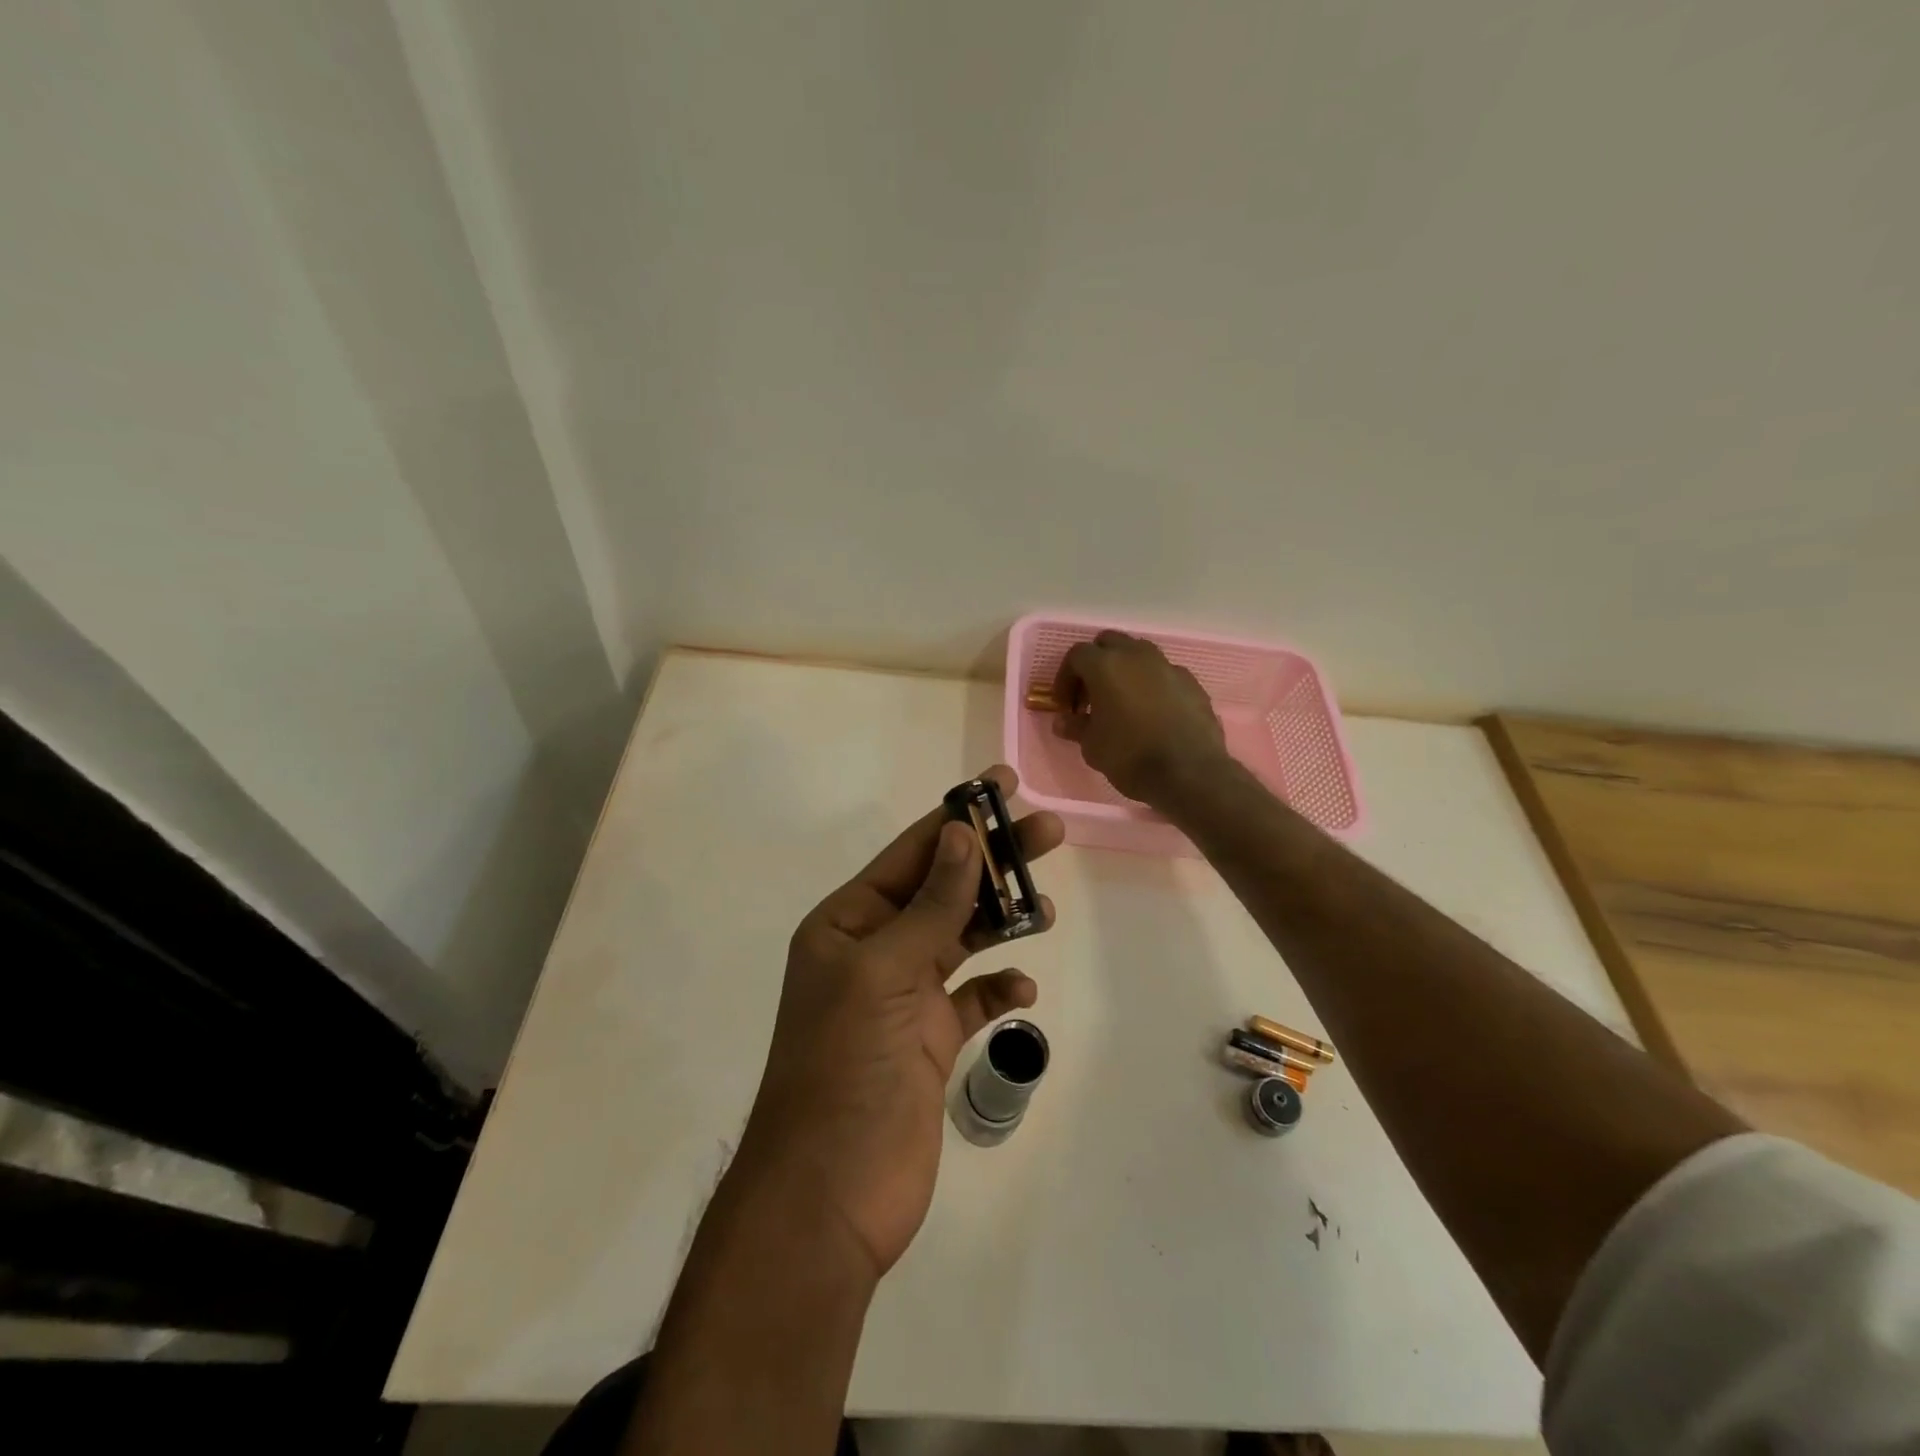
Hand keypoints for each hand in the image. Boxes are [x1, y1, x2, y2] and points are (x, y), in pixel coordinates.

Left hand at [734, 766, 1064, 1279]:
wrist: (829, 1194)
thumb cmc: (846, 1067)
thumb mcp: (885, 972)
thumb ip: (930, 904)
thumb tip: (962, 834)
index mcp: (847, 923)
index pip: (911, 854)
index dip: (958, 818)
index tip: (1004, 786)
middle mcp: (873, 950)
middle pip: (942, 889)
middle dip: (992, 861)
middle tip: (1049, 832)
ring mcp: (902, 997)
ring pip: (960, 938)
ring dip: (1001, 920)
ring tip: (1046, 907)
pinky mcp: (927, 1040)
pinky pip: (970, 998)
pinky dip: (997, 989)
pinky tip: (1021, 991)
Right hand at [1053, 631, 1229, 806]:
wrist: (1189, 773)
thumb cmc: (1130, 756)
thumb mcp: (1092, 746)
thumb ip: (1076, 727)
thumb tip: (1063, 721)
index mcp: (1106, 665)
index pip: (1077, 655)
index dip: (1065, 678)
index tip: (1066, 706)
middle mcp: (1137, 656)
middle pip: (1109, 643)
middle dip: (1096, 664)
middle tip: (1091, 696)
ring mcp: (1168, 666)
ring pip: (1139, 654)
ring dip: (1125, 671)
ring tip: (1122, 702)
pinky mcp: (1191, 683)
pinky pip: (1164, 674)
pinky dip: (1152, 685)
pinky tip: (1152, 714)